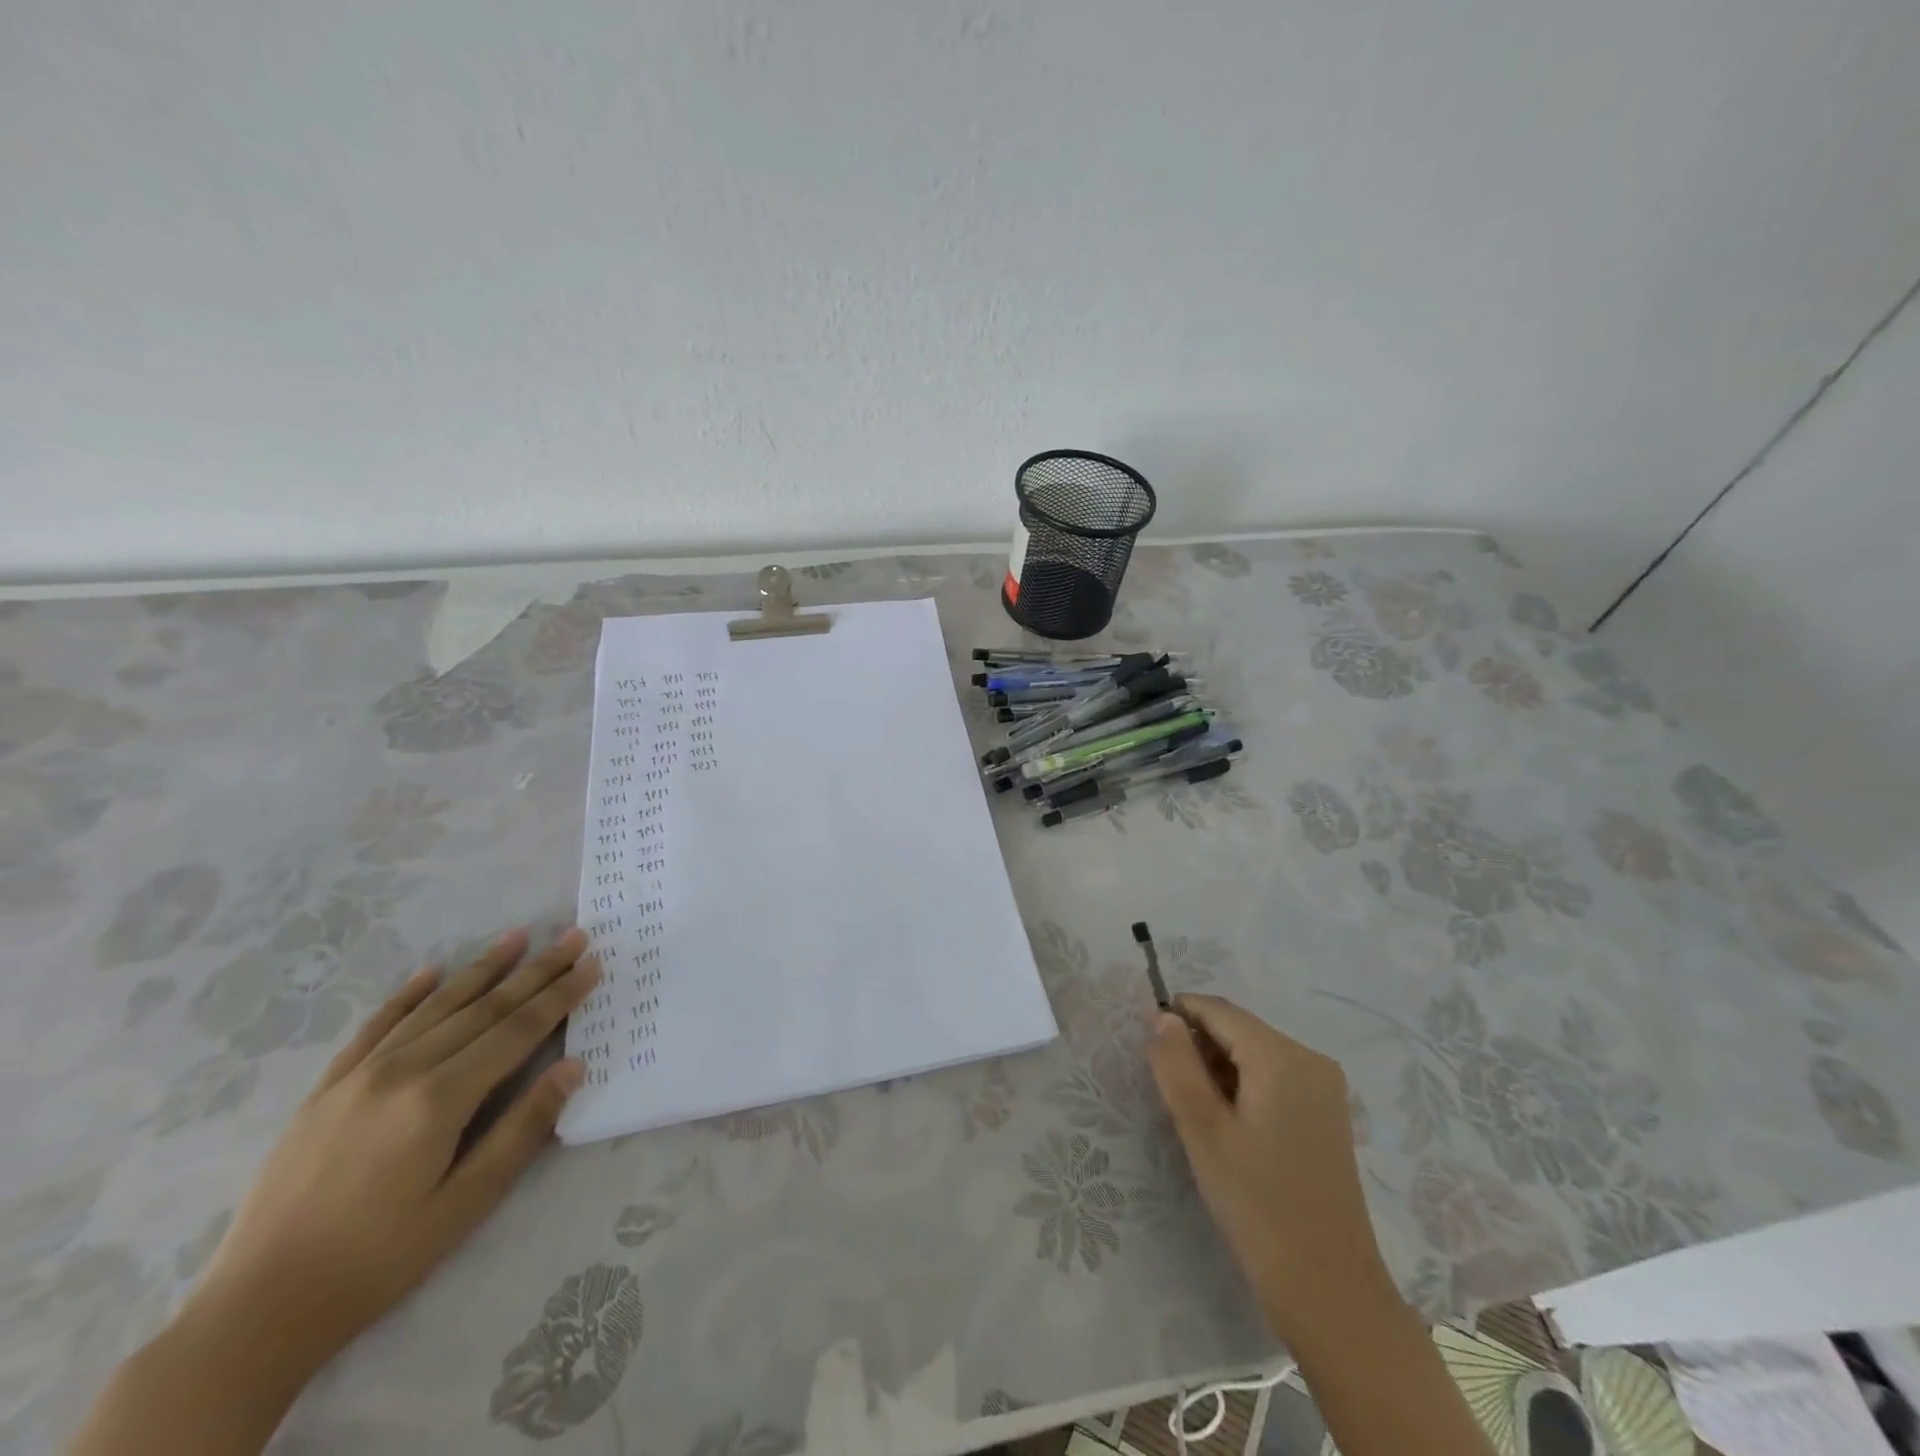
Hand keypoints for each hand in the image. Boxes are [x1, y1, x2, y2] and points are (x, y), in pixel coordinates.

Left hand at [187, 927, 598, 1373]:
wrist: (255, 1311)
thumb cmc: (379, 1260)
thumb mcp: (465, 1205)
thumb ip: (522, 1129)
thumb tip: (573, 1067)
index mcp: (439, 1099)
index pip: (517, 1031)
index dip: (560, 996)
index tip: (592, 963)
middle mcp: (402, 1071)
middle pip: (484, 1009)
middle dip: (535, 971)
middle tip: (572, 937)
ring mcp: (359, 1075)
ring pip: (435, 1007)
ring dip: (482, 969)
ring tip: (518, 936)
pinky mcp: (326, 1089)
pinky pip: (376, 1026)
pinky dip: (408, 995)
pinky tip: (432, 972)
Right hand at [1146, 994, 1398, 1342]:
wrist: (1329, 1291)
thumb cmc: (1257, 1204)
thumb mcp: (1202, 1129)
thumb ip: (1176, 1064)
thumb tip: (1162, 1017)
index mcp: (1282, 1056)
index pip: (1218, 1010)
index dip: (1178, 1016)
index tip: (1146, 1044)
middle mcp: (1310, 1059)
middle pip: (1237, 1030)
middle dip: (1198, 1047)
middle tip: (1169, 1092)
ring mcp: (1324, 1088)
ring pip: (1253, 1054)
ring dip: (1217, 1069)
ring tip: (1196, 1116)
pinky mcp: (1326, 1115)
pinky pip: (1272, 1078)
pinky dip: (1242, 1087)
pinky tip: (1228, 1128)